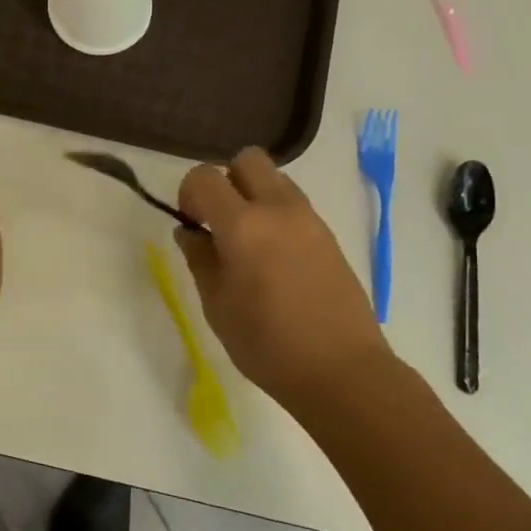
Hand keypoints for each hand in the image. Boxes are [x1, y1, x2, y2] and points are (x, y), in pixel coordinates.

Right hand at [175, 148, 391, 402]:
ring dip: (254, 195)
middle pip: (247, 159)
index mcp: (243, 224)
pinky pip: (295, 204)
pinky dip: (277, 214)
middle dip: (226, 180)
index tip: (191, 225)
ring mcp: (309, 219)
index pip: (204, 177)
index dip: (188, 194)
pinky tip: (275, 258)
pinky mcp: (329, 235)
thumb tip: (190, 232)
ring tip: (249, 241)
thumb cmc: (267, 344)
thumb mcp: (217, 306)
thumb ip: (199, 259)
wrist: (342, 371)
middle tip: (219, 221)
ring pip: (276, 178)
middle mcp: (278, 209)